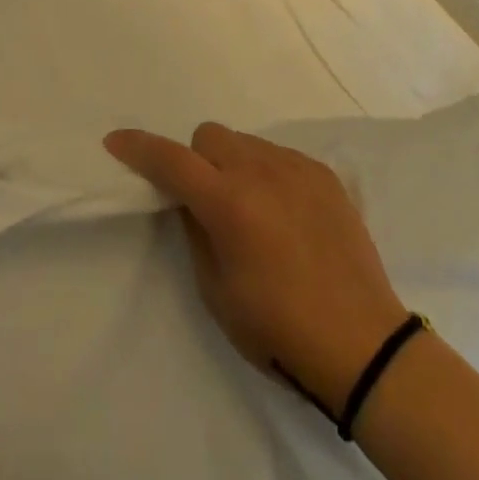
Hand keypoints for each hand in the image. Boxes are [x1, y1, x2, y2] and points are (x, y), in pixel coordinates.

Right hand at [105, 122, 407, 414]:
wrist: (363, 343)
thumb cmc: (280, 329)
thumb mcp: (217, 293)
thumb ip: (196, 233)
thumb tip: (190, 201)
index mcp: (228, 202)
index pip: (170, 160)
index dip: (138, 147)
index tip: (115, 140)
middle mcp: (259, 170)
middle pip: (209, 136)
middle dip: (197, 159)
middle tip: (207, 200)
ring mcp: (295, 167)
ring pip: (246, 142)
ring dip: (235, 165)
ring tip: (254, 211)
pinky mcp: (323, 173)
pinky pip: (280, 157)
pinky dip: (270, 175)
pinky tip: (287, 215)